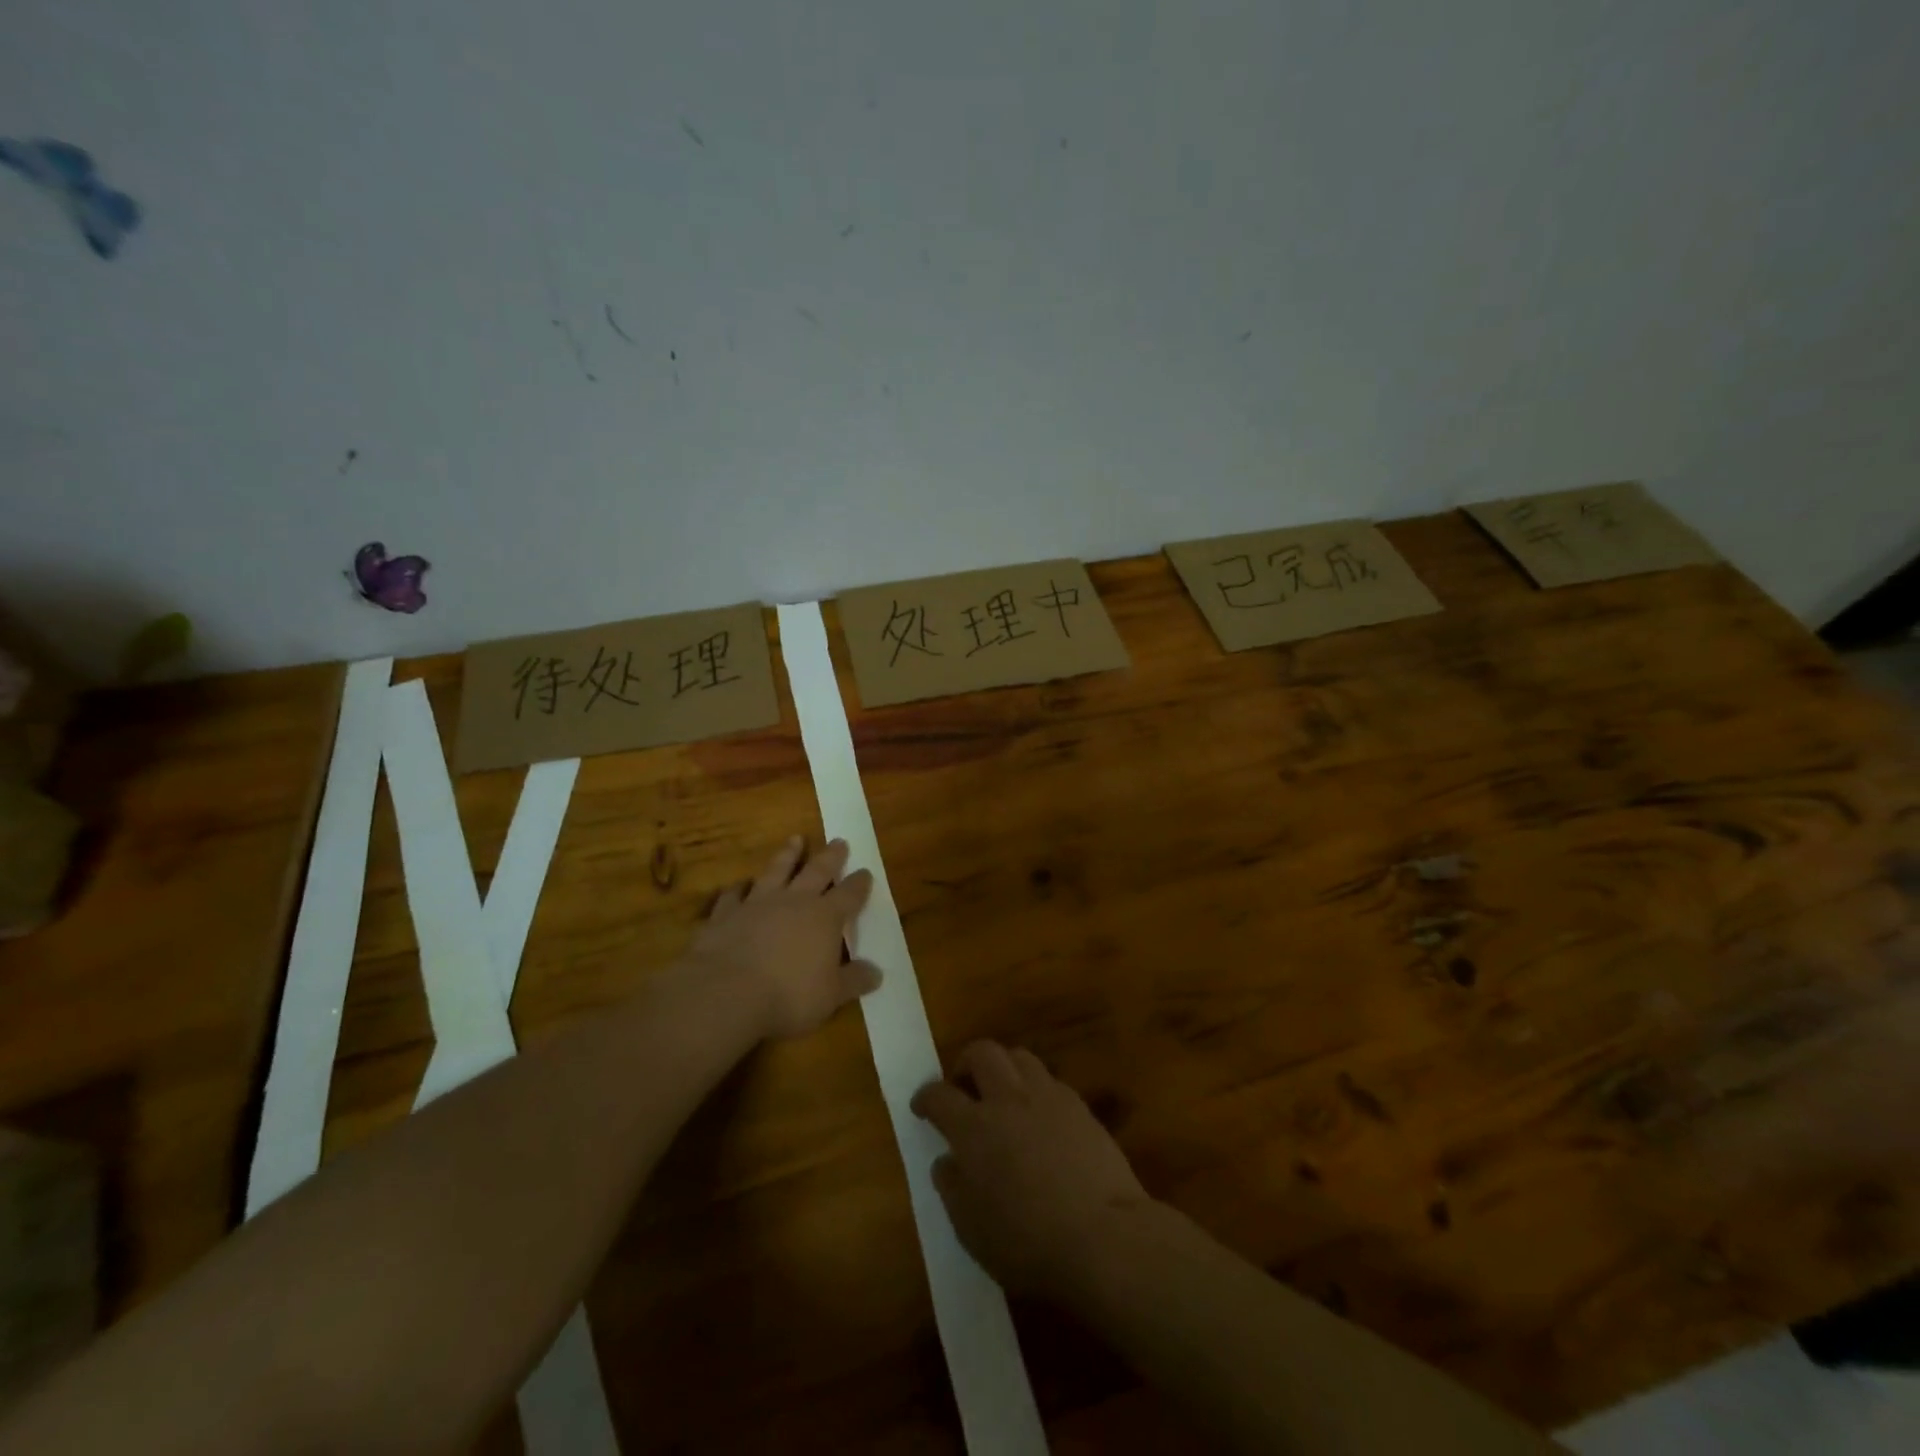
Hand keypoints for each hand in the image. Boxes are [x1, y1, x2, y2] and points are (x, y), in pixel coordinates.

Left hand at [689, 836, 879, 1039]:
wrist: (726, 992)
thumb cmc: (788, 995)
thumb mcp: (831, 995)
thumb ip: (854, 981)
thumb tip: (877, 973)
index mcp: (825, 918)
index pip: (849, 895)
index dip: (859, 884)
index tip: (866, 872)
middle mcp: (794, 901)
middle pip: (816, 871)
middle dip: (830, 857)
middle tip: (838, 841)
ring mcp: (757, 904)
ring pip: (776, 871)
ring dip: (787, 855)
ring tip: (795, 839)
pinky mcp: (725, 914)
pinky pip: (733, 895)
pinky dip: (737, 888)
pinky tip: (738, 885)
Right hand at [912, 1041, 1150, 1298]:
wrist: (1104, 1235)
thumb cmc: (1028, 1242)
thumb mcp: (972, 1231)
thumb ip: (952, 1188)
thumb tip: (947, 1161)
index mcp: (974, 1128)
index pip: (939, 1096)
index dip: (925, 1097)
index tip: (921, 1105)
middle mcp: (1008, 1099)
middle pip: (982, 1052)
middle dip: (966, 1062)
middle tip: (963, 1086)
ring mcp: (1047, 1097)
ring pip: (1019, 1056)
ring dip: (1003, 1067)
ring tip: (1002, 1093)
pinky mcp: (1079, 1106)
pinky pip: (1049, 1080)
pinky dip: (1035, 1088)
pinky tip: (1038, 1115)